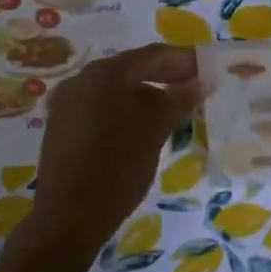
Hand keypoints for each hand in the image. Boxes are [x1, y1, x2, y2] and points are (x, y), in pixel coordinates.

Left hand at [21, 44, 202, 261]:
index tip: (208, 68)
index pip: (152, 55)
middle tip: (195, 85)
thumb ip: (179, 98)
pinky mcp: (62, 125)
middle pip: (131, 68)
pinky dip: (125, 107)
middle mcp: (82, 79)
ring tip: (173, 106)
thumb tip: (201, 81)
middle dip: (165, 75)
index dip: (183, 59)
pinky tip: (142, 124)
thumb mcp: (155, 128)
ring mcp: (68, 102)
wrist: (69, 216)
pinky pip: (101, 105)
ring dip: (146, 92)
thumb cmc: (118, 165)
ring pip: (115, 87)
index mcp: (105, 73)